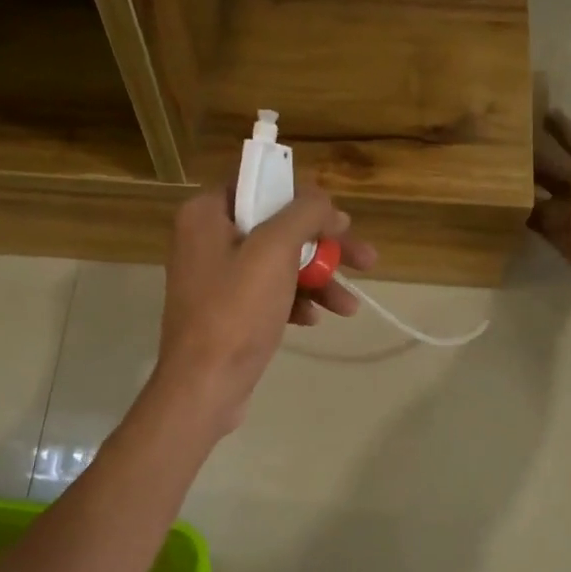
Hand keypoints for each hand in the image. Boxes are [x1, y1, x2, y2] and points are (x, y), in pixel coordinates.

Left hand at [154, 187, 376, 432]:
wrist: (205, 385)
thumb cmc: (237, 312)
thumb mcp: (275, 251)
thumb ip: (304, 214)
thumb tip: (324, 201)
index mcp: (207, 213)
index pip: (262, 185)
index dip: (306, 200)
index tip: (340, 222)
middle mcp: (207, 238)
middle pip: (278, 227)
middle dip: (324, 247)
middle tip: (366, 261)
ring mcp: (217, 277)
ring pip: (279, 263)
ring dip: (318, 280)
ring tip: (350, 306)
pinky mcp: (227, 310)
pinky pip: (269, 293)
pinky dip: (296, 301)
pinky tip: (315, 320)